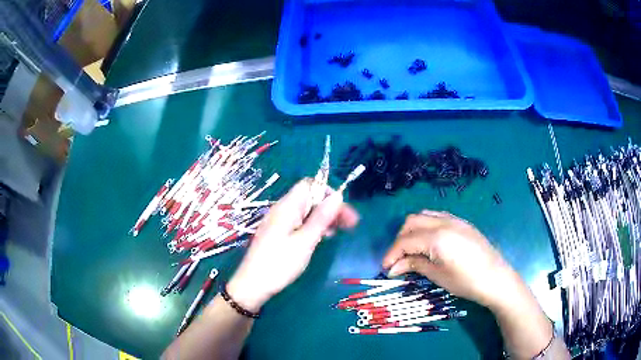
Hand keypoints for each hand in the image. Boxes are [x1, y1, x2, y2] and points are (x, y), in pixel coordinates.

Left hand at [228, 179, 358, 311]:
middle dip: (330, 207)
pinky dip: (313, 227)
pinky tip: (322, 237)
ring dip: (324, 218)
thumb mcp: (305, 241)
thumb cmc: (279, 264)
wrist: (253, 285)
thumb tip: (338, 196)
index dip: (328, 192)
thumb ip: (321, 218)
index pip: (309, 185)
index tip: (343, 210)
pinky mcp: (278, 234)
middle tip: (350, 224)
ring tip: (339, 232)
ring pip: (306, 211)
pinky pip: (299, 223)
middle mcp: (282, 210)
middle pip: (310, 198)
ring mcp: (279, 222)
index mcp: (287, 207)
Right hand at [382, 210, 524, 310]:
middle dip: (400, 239)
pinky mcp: (462, 222)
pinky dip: (427, 226)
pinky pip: (438, 216)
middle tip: (398, 259)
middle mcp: (444, 221)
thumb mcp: (438, 276)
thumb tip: (393, 268)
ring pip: (424, 215)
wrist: (496, 278)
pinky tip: (429, 242)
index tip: (385, 268)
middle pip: (412, 222)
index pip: (405, 241)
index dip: (392, 254)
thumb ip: (414, 266)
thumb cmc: (467, 281)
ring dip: (413, 230)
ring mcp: (455, 219)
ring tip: (412, 250)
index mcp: (437, 237)